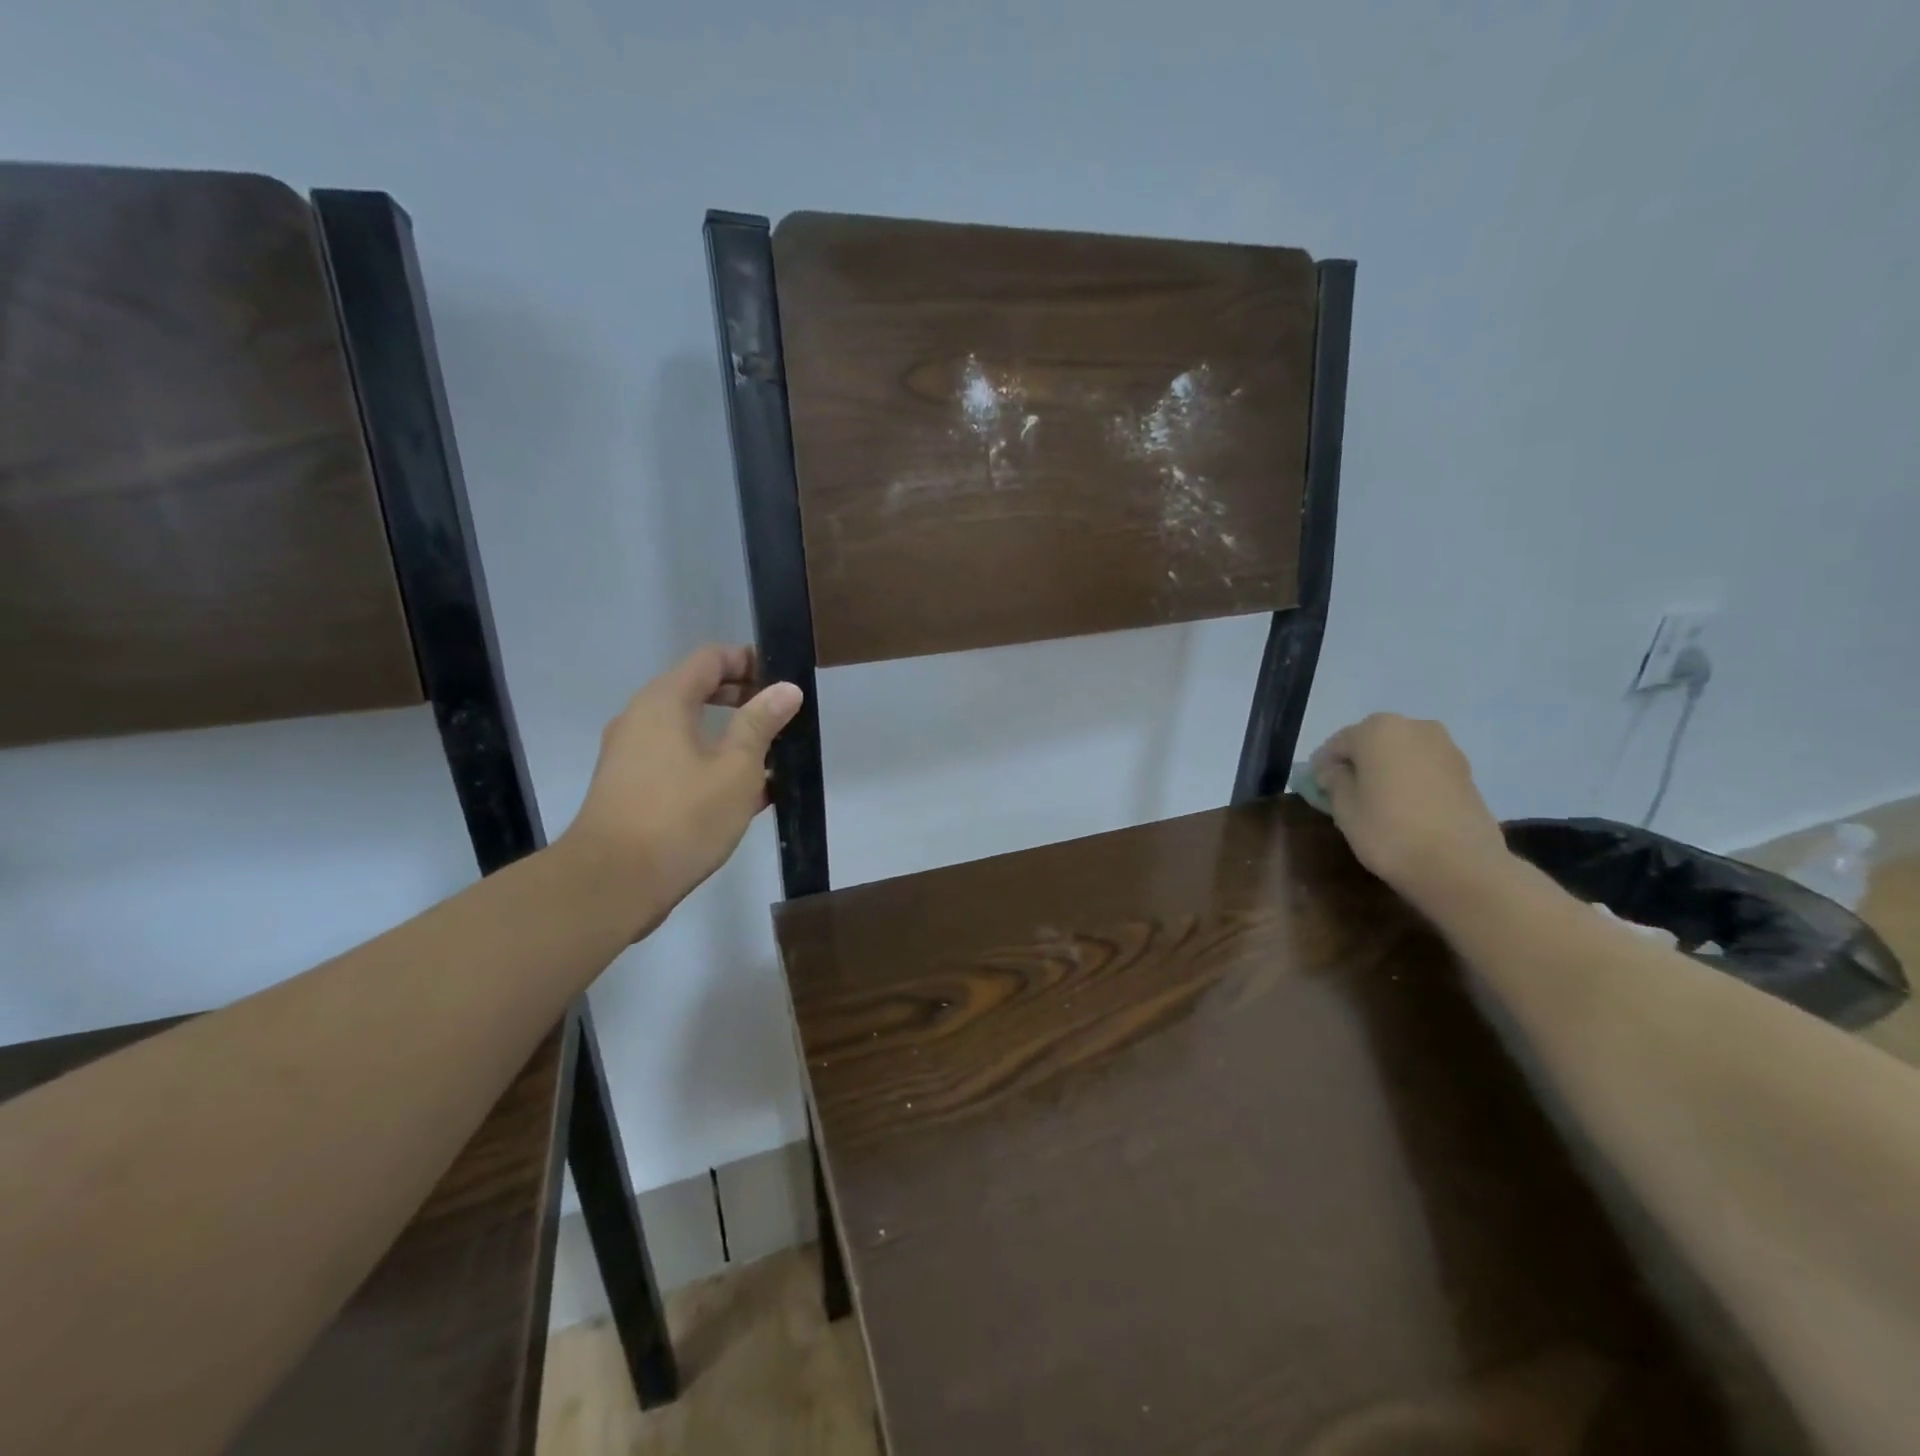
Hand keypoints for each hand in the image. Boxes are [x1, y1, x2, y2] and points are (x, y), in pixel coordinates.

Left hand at [561, 645, 803, 937]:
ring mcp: (631, 756)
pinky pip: (678, 761)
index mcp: (664, 702)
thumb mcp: (736, 768)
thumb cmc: (682, 817)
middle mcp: (642, 719)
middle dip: (742, 699)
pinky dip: (710, 764)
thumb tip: (786, 689)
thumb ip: (761, 723)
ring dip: (729, 737)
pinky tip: (744, 795)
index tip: (783, 679)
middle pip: (697, 691)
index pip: (710, 659)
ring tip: (772, 758)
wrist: (612, 884)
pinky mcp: (631, 789)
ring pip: (689, 730)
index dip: (749, 661)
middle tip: (782, 717)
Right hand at [1308, 714, 1511, 908]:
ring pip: (1401, 753)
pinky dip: (1411, 780)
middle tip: (1346, 793)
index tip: (1318, 788)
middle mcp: (1413, 727)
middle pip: (1372, 742)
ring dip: (1386, 770)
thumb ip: (1334, 781)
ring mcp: (1445, 747)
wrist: (1461, 866)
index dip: (1323, 766)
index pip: (1337, 743)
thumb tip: (1334, 770)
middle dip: (1357, 763)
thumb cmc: (1389, 831)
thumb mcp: (1344, 808)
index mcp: (1376, 730)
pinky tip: (1405, 806)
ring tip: (1378, 801)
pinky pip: (1425, 768)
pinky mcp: (1466, 771)